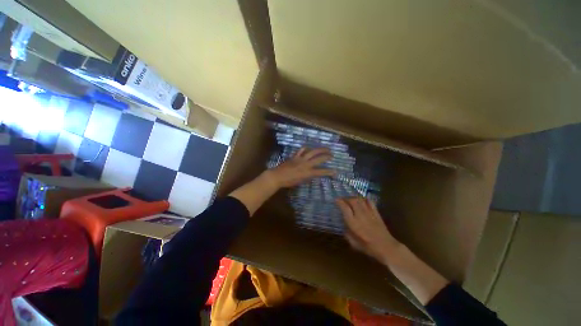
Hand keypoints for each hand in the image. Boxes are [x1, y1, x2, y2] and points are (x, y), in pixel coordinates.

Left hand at [264, 147, 334, 188]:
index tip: (335, 171)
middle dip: (327, 156)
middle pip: (319, 158)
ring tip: (325, 148)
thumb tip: (313, 174)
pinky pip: (301, 150)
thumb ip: (308, 177)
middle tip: (332, 155)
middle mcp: (306, 164)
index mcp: (308, 172)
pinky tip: (308, 148)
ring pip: (312, 151)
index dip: (329, 172)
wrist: (278, 176)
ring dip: (320, 149)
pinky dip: (306, 148)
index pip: (321, 172)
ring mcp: (300, 159)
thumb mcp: (301, 181)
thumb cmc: (289, 182)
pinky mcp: (295, 156)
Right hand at [337, 197, 400, 263]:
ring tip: (350, 199)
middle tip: (342, 199)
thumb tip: (344, 225)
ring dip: (354, 197)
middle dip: (346, 198)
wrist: (386, 247)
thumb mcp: (353, 242)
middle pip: (352, 200)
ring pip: (360, 199)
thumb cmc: (368, 247)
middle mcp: (360, 215)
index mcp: (353, 222)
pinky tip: (361, 200)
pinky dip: (364, 199)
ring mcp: (369, 212)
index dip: (339, 201)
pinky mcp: (376, 212)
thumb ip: (347, 232)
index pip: (344, 207)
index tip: (335, 200)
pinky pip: (369, 202)